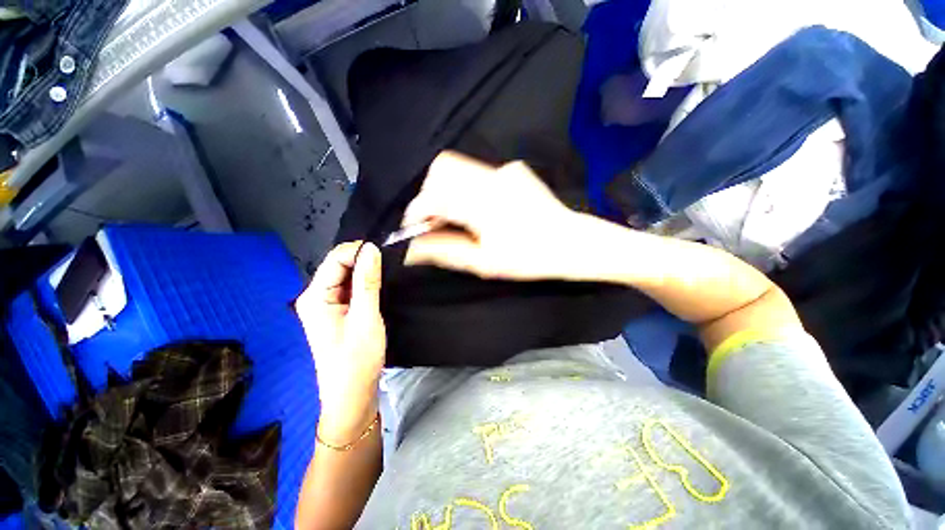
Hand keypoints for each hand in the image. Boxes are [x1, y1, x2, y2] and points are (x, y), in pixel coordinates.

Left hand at [295, 242, 384, 442]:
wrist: (353, 394)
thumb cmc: (357, 359)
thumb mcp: (366, 317)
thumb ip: (367, 282)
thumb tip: (371, 249)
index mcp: (315, 297)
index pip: (335, 259)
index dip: (359, 251)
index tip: (385, 252)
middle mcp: (316, 297)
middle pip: (340, 266)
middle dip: (363, 261)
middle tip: (390, 263)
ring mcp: (326, 305)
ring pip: (347, 277)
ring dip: (366, 272)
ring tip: (388, 273)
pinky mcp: (338, 312)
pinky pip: (351, 289)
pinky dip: (366, 284)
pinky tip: (380, 285)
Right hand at [404, 151, 586, 280]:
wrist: (571, 242)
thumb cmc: (529, 258)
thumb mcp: (484, 263)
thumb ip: (444, 251)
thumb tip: (411, 250)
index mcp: (483, 204)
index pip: (433, 195)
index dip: (416, 211)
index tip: (414, 228)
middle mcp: (491, 177)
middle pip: (442, 168)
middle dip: (430, 194)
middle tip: (436, 220)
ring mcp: (504, 170)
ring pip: (458, 166)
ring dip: (448, 190)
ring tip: (457, 216)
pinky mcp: (514, 170)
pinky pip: (478, 172)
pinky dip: (468, 188)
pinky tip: (483, 209)